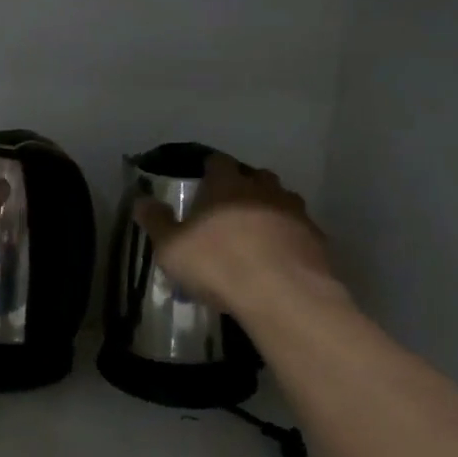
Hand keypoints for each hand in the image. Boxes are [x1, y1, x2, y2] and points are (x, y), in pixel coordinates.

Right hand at [133, 153, 341, 313]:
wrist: (283, 294)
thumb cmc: (218, 264)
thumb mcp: (171, 248)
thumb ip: (156, 222)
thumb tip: (141, 200)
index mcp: (226, 185)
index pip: (217, 162)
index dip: (209, 169)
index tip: (202, 181)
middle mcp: (263, 189)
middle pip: (255, 176)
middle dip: (243, 187)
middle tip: (228, 208)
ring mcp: (295, 212)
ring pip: (282, 201)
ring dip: (269, 211)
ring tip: (255, 235)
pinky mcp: (316, 239)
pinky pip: (298, 231)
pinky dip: (288, 238)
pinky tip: (278, 259)